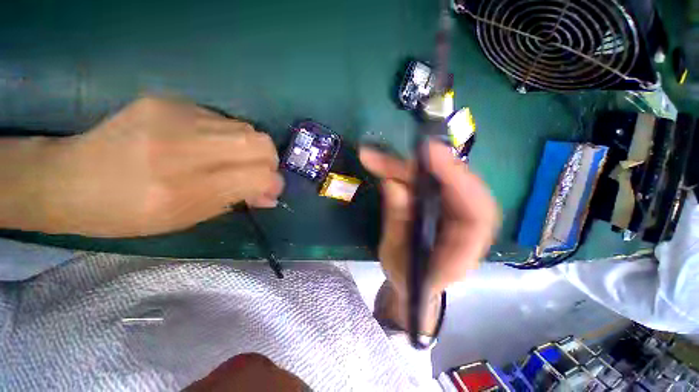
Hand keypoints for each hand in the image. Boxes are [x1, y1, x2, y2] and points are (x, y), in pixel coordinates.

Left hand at [0, 97, 282, 236]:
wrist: (69, 178)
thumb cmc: (127, 213)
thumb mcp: (186, 218)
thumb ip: (234, 200)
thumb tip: (269, 194)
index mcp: (184, 189)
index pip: (258, 176)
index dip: (273, 183)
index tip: (269, 191)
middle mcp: (182, 147)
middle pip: (260, 143)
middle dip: (269, 161)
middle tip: (258, 173)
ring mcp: (174, 116)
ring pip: (246, 128)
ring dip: (250, 148)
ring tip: (232, 160)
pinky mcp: (168, 100)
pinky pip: (222, 118)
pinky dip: (227, 136)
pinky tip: (207, 145)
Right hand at [360, 141, 498, 299]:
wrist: (414, 288)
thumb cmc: (407, 281)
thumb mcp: (395, 258)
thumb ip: (397, 223)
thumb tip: (393, 183)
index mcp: (462, 252)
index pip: (476, 211)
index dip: (456, 179)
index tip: (431, 154)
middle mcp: (466, 228)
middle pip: (458, 186)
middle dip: (425, 167)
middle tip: (391, 155)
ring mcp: (454, 214)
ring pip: (441, 181)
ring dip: (410, 168)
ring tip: (378, 160)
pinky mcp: (440, 206)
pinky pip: (428, 184)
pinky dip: (407, 173)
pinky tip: (387, 167)